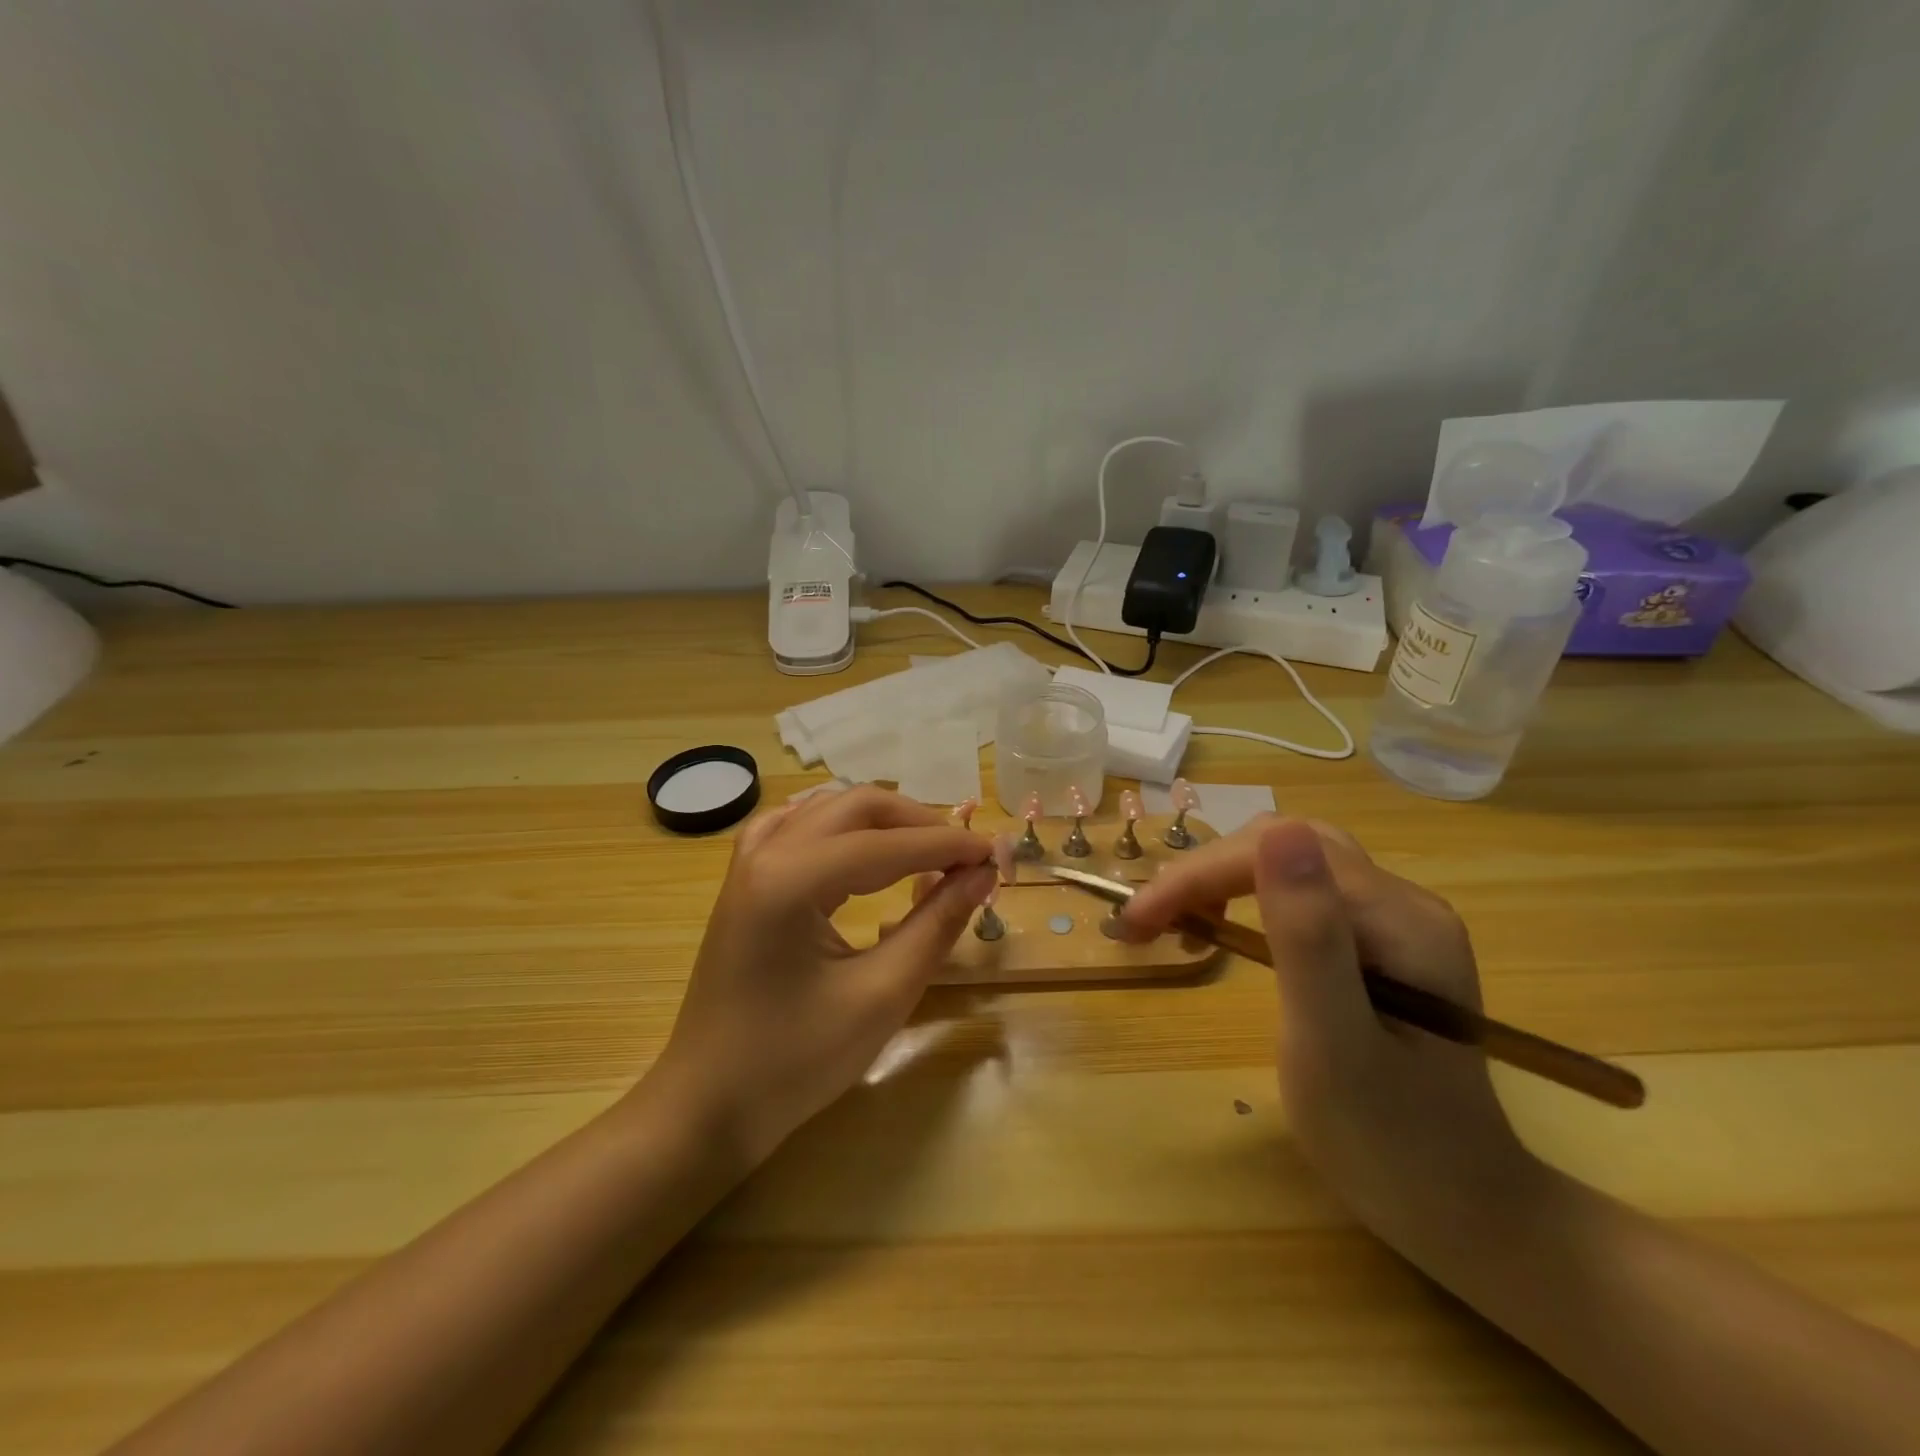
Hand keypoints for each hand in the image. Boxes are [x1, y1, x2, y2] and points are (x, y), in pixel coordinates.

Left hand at [648, 786, 995, 1164]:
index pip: (885, 844)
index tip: (995, 853)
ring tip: (926, 851)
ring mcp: (748, 864)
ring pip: (827, 811)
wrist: (708, 1104)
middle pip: (855, 807)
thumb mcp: (880, 996)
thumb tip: (981, 875)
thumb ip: (936, 926)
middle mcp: (765, 854)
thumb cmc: (795, 1061)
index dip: (947, 845)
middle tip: (963, 856)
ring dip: (882, 822)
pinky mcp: (744, 882)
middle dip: (916, 823)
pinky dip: (838, 828)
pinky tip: (858, 844)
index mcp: (789, 880)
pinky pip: (796, 828)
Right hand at [1122, 816, 1543, 1262]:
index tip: (1138, 920)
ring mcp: (1393, 921)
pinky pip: (1299, 895)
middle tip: (1145, 922)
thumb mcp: (1333, 1043)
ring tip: (1173, 922)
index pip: (1279, 853)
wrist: (1461, 1214)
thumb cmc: (1390, 1144)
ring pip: (1286, 864)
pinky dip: (1243, 902)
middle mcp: (1403, 902)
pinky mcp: (1378, 944)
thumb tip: (1281, 831)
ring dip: (1219, 881)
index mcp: (1400, 919)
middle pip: (1282, 846)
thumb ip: (1308, 936)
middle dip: (1203, 873)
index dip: (1199, 875)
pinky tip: (1220, 930)